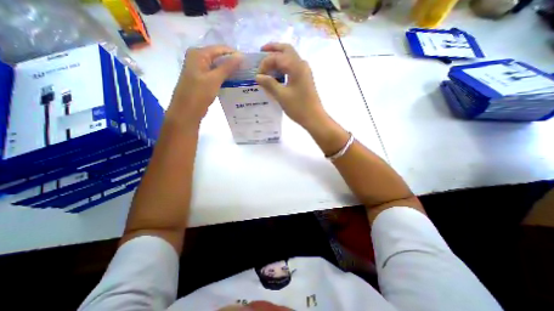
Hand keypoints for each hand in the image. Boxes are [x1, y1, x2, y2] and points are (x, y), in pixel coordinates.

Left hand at [169, 45, 242, 124]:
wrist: (187, 111)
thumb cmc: (199, 94)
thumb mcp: (214, 79)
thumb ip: (228, 67)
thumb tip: (241, 56)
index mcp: (198, 54)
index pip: (220, 49)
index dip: (234, 54)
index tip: (248, 62)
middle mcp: (198, 58)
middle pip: (219, 57)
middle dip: (233, 63)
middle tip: (247, 70)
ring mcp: (200, 69)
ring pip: (218, 66)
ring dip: (230, 71)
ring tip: (243, 75)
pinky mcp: (202, 79)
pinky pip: (216, 74)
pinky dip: (225, 77)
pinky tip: (234, 81)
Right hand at [257, 42, 325, 128]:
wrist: (314, 118)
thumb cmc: (298, 107)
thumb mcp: (281, 96)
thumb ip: (269, 84)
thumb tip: (258, 76)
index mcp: (296, 66)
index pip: (277, 57)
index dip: (265, 63)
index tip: (258, 75)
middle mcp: (302, 64)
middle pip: (286, 50)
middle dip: (273, 49)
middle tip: (261, 52)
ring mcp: (305, 71)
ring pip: (290, 57)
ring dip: (279, 58)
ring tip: (267, 64)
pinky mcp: (305, 78)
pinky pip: (293, 67)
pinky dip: (284, 66)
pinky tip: (277, 74)